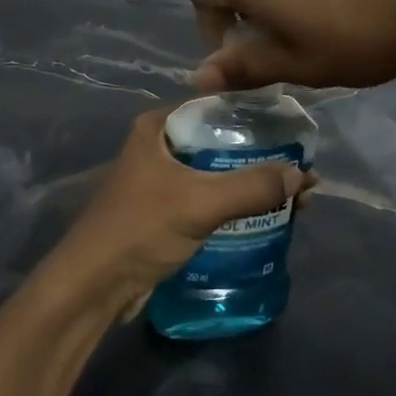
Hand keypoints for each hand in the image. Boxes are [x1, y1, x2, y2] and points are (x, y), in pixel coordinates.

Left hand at [50, 111, 314, 317]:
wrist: (92, 288)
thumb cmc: (140, 230)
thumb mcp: (199, 203)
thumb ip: (251, 187)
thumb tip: (302, 175)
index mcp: (159, 127)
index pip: (217, 107)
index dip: (257, 118)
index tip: (296, 130)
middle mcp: (160, 146)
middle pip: (222, 143)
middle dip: (263, 157)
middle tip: (303, 170)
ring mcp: (163, 180)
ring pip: (218, 173)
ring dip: (253, 184)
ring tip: (296, 196)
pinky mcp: (167, 212)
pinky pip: (211, 199)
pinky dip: (237, 205)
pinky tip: (268, 216)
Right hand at [186, 0, 395, 90]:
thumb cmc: (360, 35)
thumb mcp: (300, 64)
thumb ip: (245, 67)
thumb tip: (197, 75)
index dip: (206, 19)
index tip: (237, 51)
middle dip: (249, 19)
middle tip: (285, 56)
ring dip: (283, 6)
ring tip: (323, 40)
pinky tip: (352, 17)